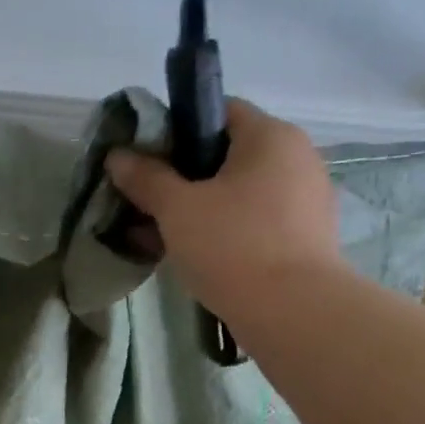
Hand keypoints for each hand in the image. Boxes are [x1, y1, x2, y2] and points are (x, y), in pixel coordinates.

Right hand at [104, 98, 341, 316]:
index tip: (146, 161)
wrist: (294, 312)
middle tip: (147, 202)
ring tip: (162, 234)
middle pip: (227, 154)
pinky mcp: (305, 235)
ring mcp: (305, 198)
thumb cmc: (232, 245)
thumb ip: (146, 178)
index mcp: (270, 135)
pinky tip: (194, 254)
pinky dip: (224, 229)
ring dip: (200, 207)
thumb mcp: (177, 209)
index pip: (218, 111)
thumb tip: (118, 156)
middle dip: (182, 176)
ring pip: (239, 191)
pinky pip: (254, 219)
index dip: (176, 129)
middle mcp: (296, 157)